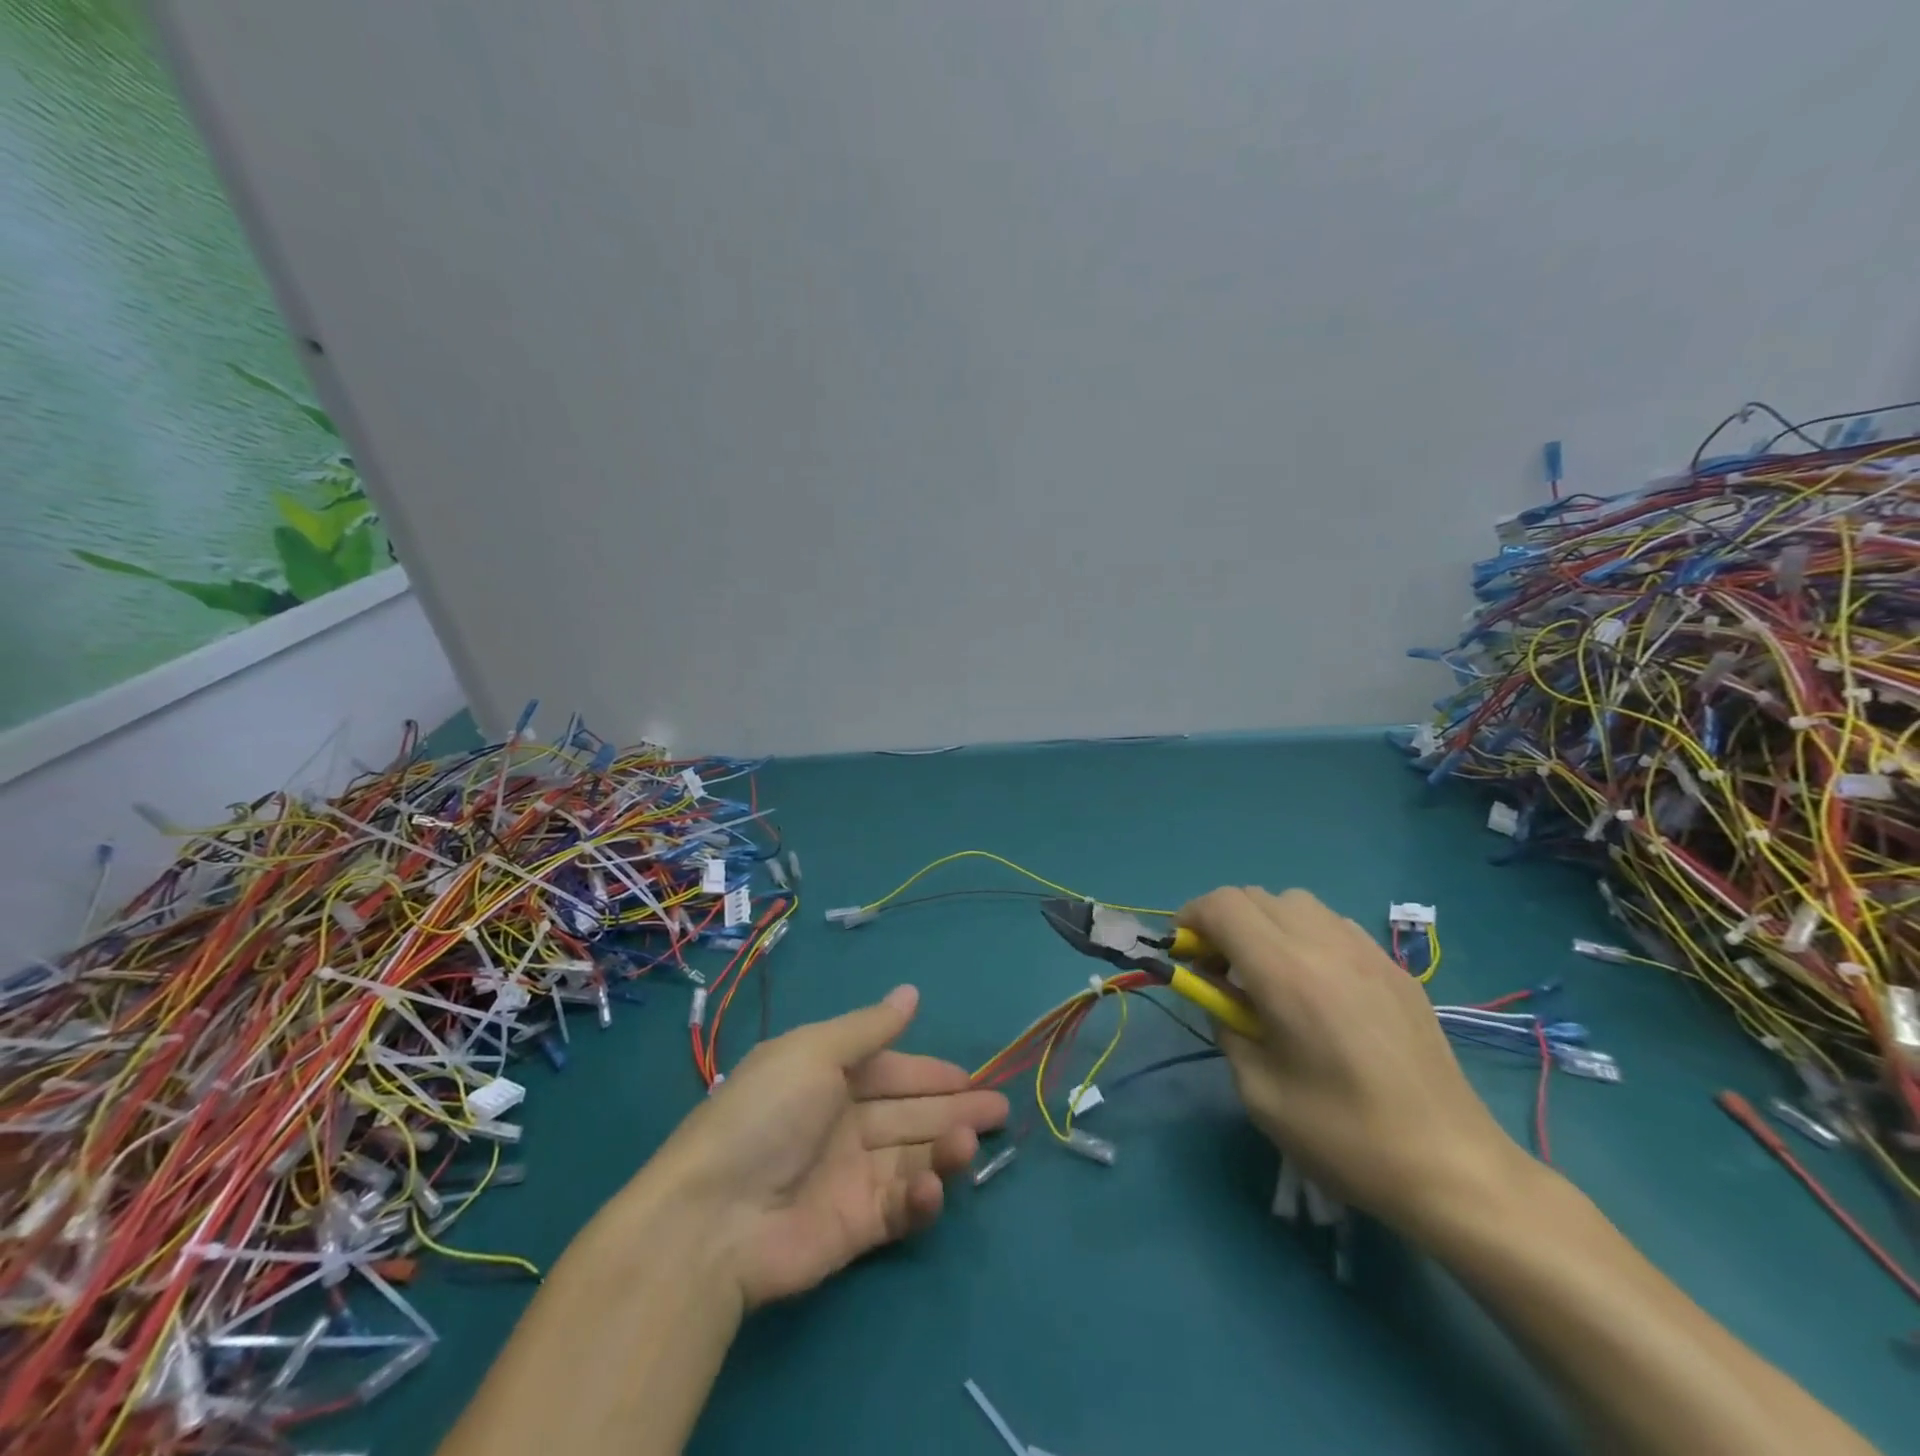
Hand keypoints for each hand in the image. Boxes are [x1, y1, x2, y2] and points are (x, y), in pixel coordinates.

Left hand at [648, 985, 1008, 1307]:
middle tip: (1000, 1109)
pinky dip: (922, 1195)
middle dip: (953, 1108)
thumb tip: (912, 991)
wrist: (714, 1219)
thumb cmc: (766, 1116)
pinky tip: (934, 1185)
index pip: (890, 1071)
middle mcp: (841, 1123)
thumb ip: (869, 1027)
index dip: (928, 1072)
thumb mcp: (815, 1053)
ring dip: (945, 1146)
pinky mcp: (856, 1226)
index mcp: (827, 1078)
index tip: (970, 1074)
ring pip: (911, 1155)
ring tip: (972, 1140)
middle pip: (909, 1113)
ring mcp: (850, 1176)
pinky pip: (900, 1205)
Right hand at [1181, 886, 1526, 1232]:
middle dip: (1223, 922)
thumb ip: (1226, 1025)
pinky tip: (1317, 987)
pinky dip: (1306, 937)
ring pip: (1297, 903)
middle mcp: (1325, 945)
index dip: (1191, 918)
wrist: (1452, 1167)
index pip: (1223, 906)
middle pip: (1255, 896)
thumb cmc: (1343, 1136)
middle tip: (1219, 970)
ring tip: (1268, 975)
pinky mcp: (1395, 969)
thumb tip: (1218, 994)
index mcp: (1285, 973)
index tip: (1183, 954)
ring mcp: (1367, 952)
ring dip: (1266, 924)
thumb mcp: (1258, 1091)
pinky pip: (1334, 926)